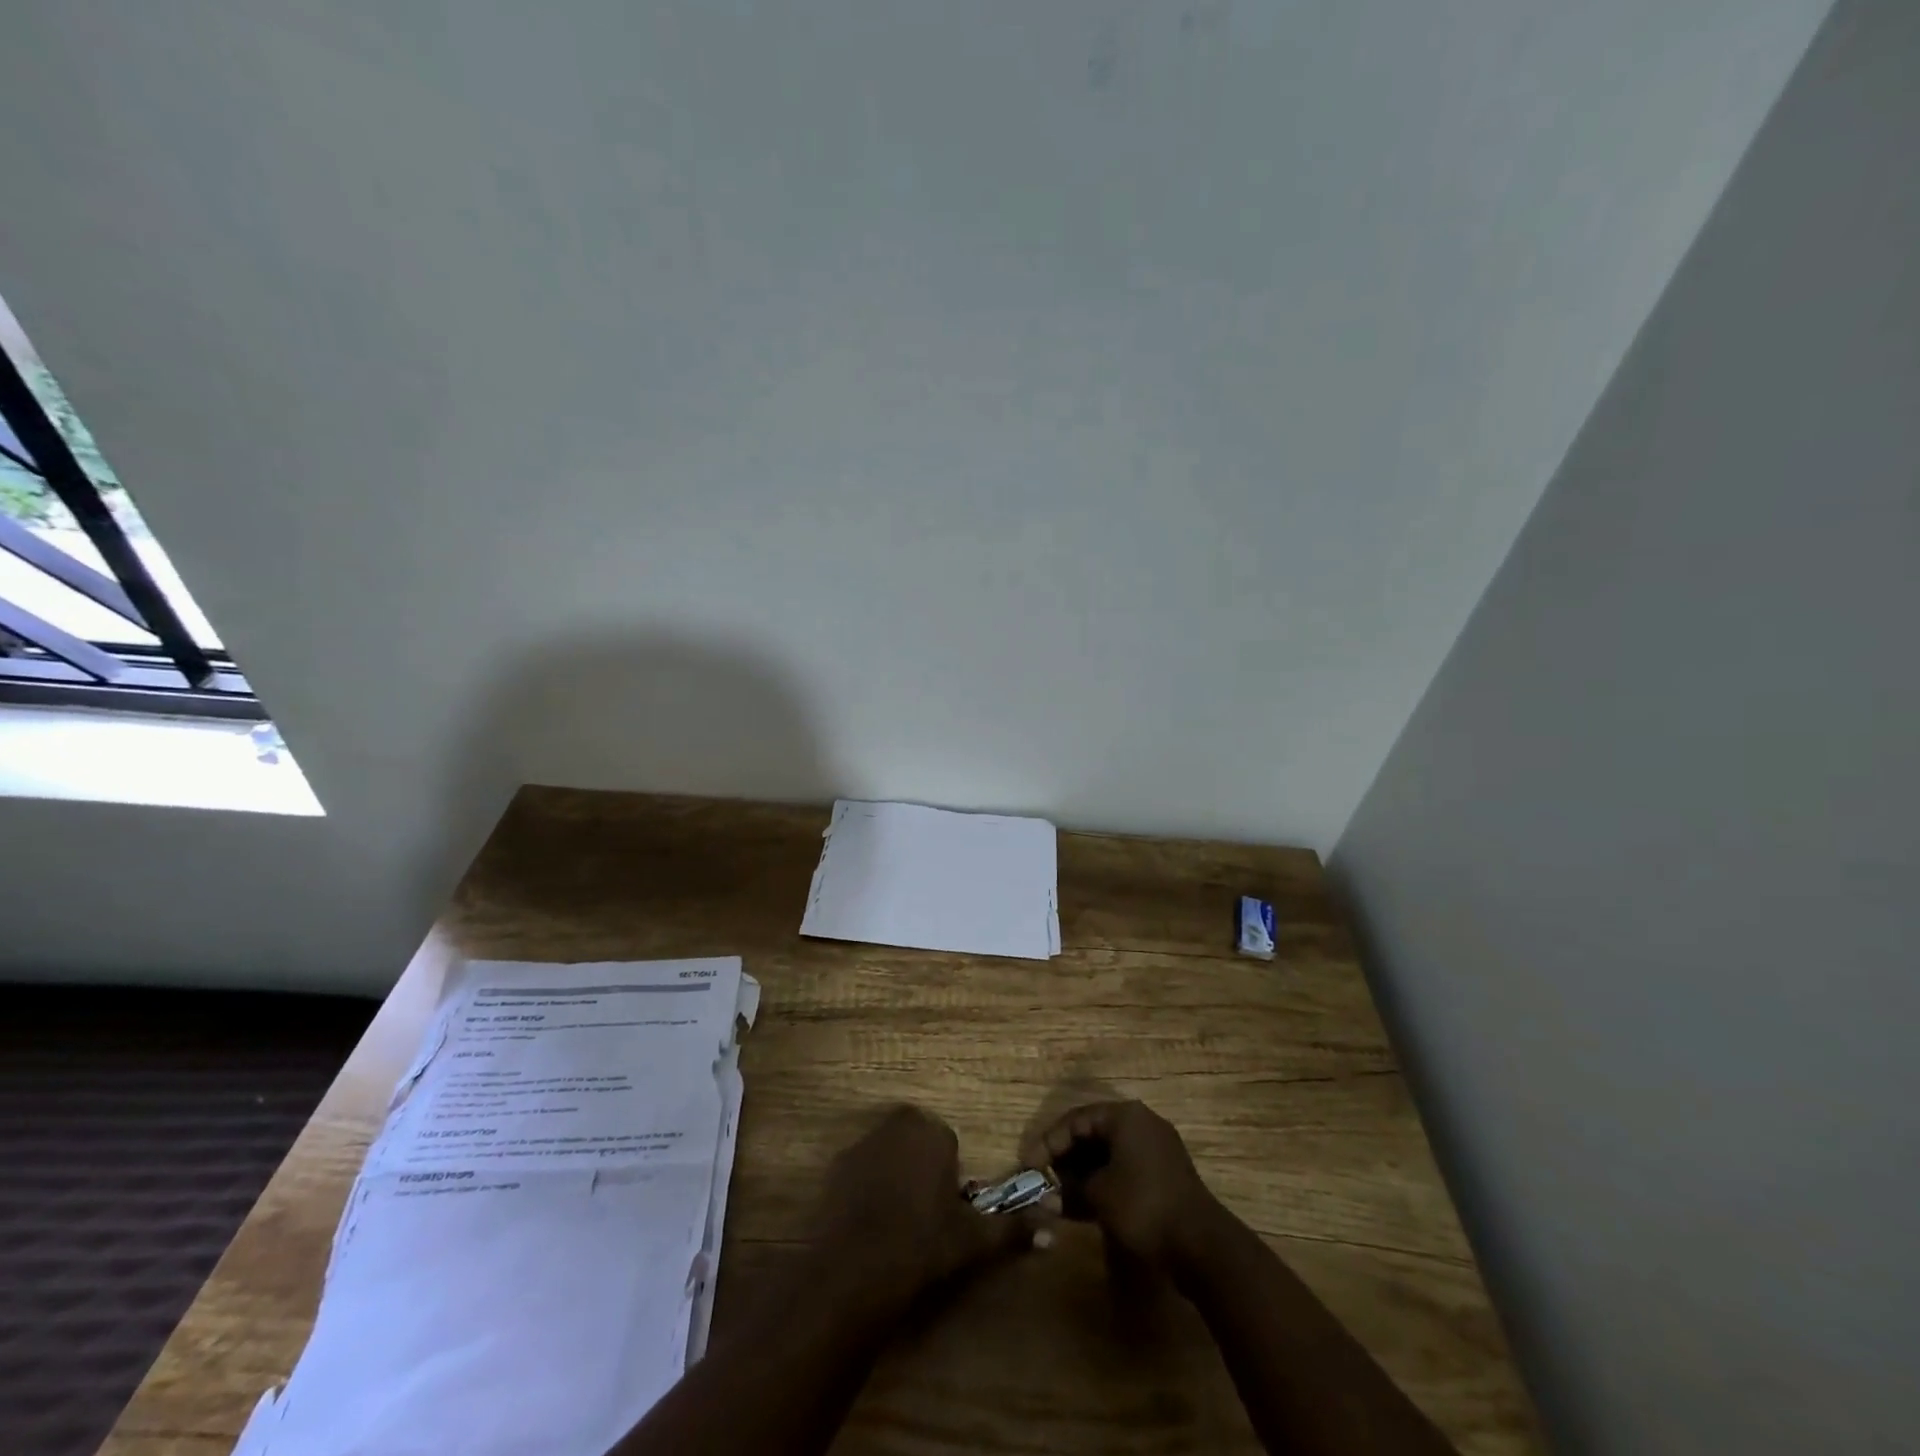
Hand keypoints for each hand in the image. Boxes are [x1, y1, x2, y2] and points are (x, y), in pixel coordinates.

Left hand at [808, 1104, 1033, 1313]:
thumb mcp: (973, 1239)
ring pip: (888, 1154)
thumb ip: (1013, 1229)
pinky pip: (860, 1170)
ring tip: (895, 1223)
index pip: (948, 1145)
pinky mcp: (837, 1164)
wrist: (856, 1264)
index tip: (945, 1211)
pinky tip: (868, 1223)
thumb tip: (1054, 1233)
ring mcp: (863, 1142)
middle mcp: (898, 1124)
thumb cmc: (923, 1243)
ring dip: (893, 1176)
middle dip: (921, 1169)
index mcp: (933, 1132)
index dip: (948, 1179)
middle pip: (917, 1143)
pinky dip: (866, 1188)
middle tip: (923, 1216)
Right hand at [1021, 1099, 1221, 1270]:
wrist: (1202, 1245)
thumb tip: (1049, 1197)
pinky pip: (1124, 1166)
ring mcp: (1156, 1148)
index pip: (1076, 1119)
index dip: (1049, 1142)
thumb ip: (1070, 1189)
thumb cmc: (1143, 1207)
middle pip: (1092, 1132)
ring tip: (1060, 1193)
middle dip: (1065, 1156)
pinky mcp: (1164, 1173)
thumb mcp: (1099, 1196)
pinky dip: (1103, 1179)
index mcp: (1125, 1116)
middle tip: (1043, 1178)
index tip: (1028, 1165)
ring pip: (1108, 1151)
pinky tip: (1087, 1202)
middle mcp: (1141, 1122)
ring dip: (1083, 1171)